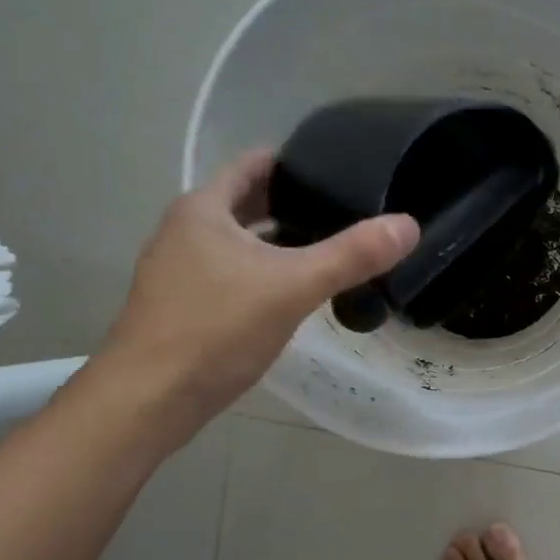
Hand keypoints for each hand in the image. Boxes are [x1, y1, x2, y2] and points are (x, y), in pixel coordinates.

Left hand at [91, 149, 417, 443]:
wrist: (151, 398)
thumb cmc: (216, 329)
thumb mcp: (293, 286)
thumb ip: (352, 255)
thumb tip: (409, 225)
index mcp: (204, 209)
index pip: (253, 166)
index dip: (294, 162)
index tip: (338, 169)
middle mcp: (186, 232)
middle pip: (246, 204)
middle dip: (291, 205)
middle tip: (344, 212)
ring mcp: (180, 272)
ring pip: (240, 244)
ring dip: (278, 244)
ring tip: (328, 252)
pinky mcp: (184, 308)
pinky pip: (233, 277)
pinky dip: (264, 275)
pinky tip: (293, 297)